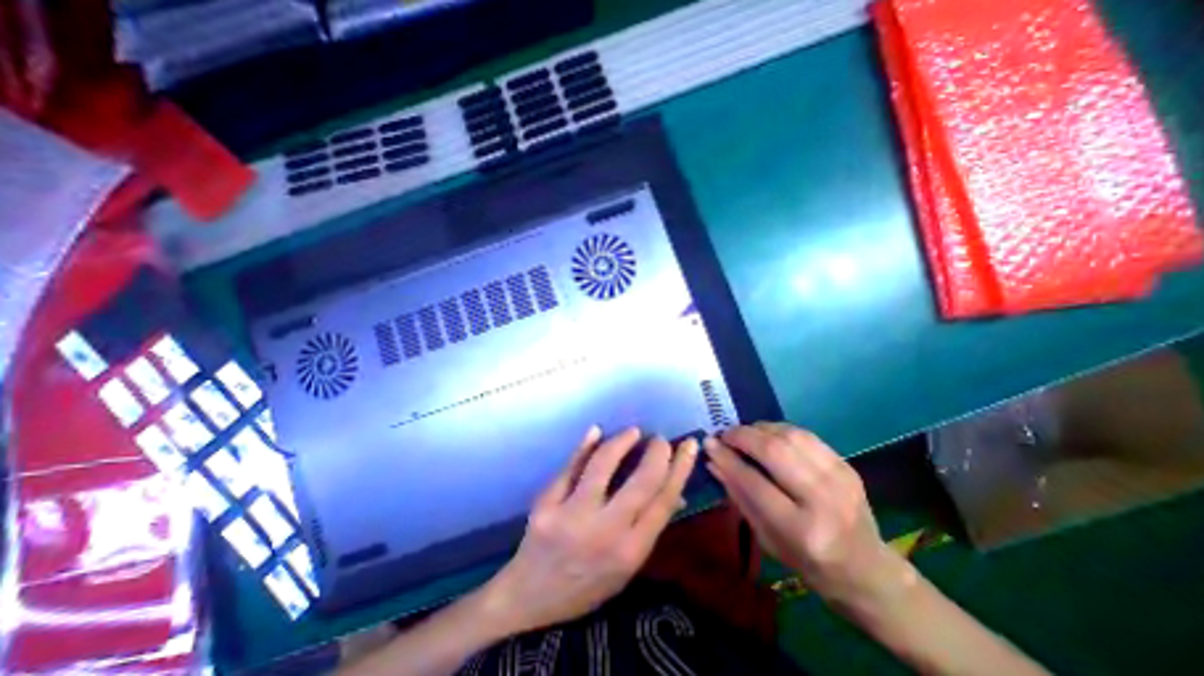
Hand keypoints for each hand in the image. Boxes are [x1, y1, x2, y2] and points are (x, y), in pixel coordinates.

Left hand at [471, 425, 690, 635]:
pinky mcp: (546, 504)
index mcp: (630, 552)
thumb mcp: (625, 568)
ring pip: (603, 465)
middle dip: (657, 453)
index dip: (680, 468)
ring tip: (633, 432)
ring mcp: (571, 516)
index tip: (687, 445)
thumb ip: (649, 527)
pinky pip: (570, 467)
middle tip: (660, 439)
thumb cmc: (585, 585)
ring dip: (621, 442)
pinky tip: (596, 431)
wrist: (529, 598)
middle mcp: (604, 532)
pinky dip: (584, 446)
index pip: (663, 500)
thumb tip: (676, 492)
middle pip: (641, 481)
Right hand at [707, 424, 903, 610]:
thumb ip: (738, 495)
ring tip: (743, 434)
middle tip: (725, 435)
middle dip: (742, 436)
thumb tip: (713, 460)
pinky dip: (779, 429)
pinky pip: (805, 435)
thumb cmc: (808, 562)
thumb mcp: (766, 537)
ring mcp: (840, 479)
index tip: (709, 443)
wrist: (868, 570)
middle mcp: (824, 501)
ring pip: (790, 436)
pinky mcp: (846, 466)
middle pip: (775, 451)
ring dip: (759, 429)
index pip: (754, 483)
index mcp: (802, 530)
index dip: (727, 459)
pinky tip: (766, 435)